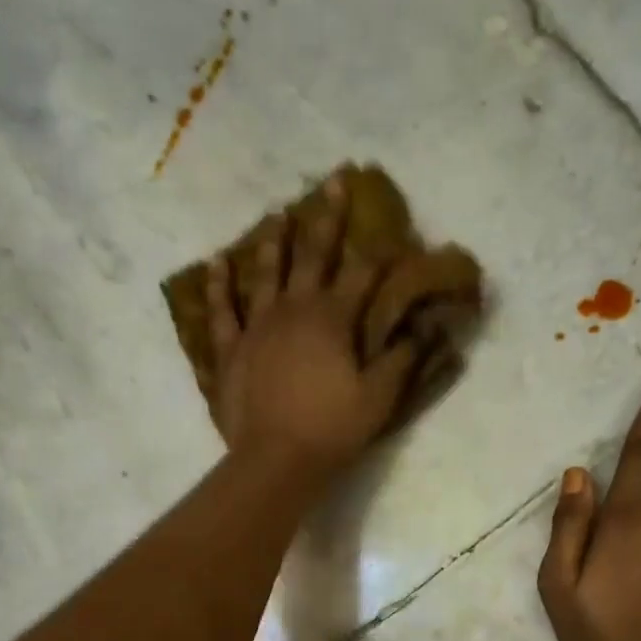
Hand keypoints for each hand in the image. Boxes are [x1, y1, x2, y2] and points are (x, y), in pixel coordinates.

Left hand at [206, 177, 428, 486]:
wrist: (276, 460)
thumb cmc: (332, 429)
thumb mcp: (378, 397)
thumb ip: (400, 359)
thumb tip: (423, 328)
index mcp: (333, 319)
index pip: (361, 276)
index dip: (378, 253)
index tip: (390, 229)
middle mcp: (294, 310)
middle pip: (313, 257)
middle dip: (327, 219)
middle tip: (333, 181)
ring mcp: (257, 327)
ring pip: (265, 273)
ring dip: (273, 242)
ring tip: (277, 214)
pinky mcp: (231, 350)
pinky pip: (222, 311)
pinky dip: (219, 286)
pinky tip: (217, 263)